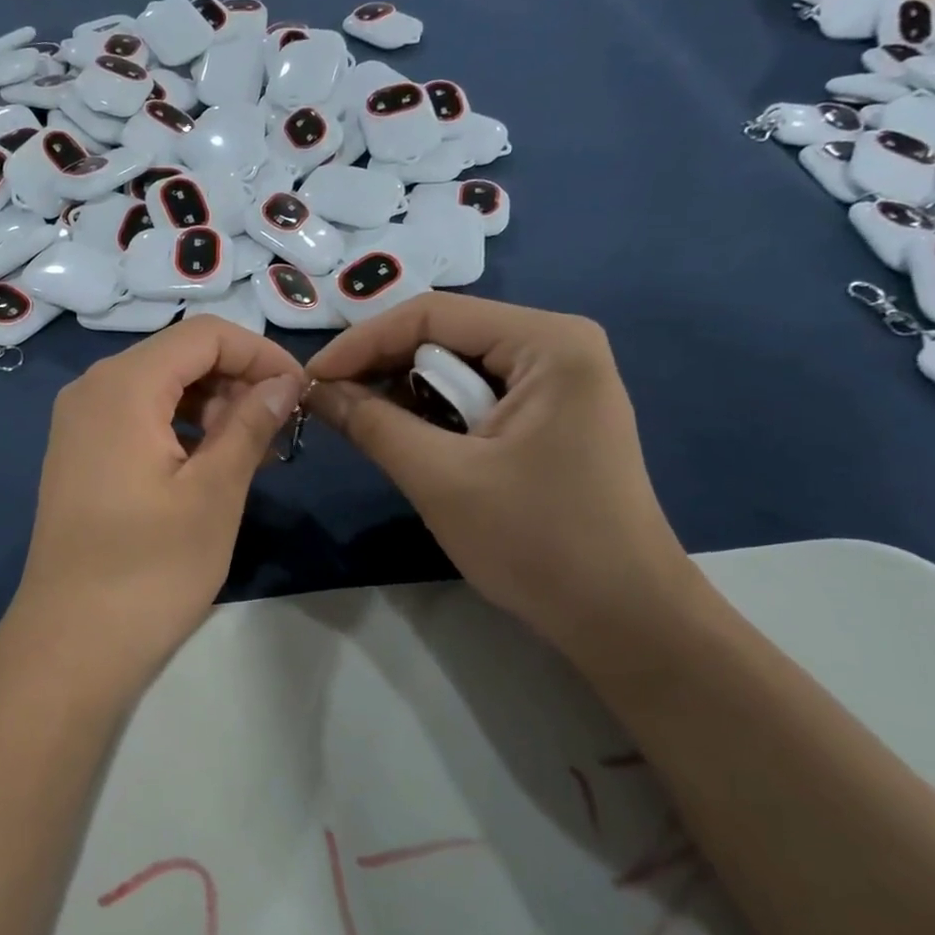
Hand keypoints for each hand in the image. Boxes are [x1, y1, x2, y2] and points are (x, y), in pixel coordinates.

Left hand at [7, 317, 305, 683]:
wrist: (70, 642)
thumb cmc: (150, 569)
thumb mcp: (215, 493)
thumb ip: (250, 424)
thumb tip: (284, 381)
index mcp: (123, 385)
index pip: (205, 335)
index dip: (259, 353)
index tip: (299, 393)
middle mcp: (92, 387)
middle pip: (178, 355)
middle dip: (236, 381)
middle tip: (279, 431)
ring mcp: (78, 421)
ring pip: (159, 386)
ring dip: (212, 406)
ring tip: (254, 452)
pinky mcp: (78, 453)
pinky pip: (137, 416)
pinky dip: (180, 427)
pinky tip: (211, 464)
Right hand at [306, 294, 694, 643]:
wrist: (624, 619)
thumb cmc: (538, 543)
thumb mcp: (440, 478)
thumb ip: (372, 424)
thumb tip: (314, 390)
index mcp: (547, 342)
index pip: (431, 315)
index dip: (362, 343)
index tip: (311, 380)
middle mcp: (557, 345)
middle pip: (444, 336)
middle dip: (382, 368)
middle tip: (329, 405)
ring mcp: (558, 381)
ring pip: (455, 367)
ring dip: (405, 394)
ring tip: (362, 425)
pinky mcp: (551, 415)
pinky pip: (475, 396)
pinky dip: (434, 415)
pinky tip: (408, 441)